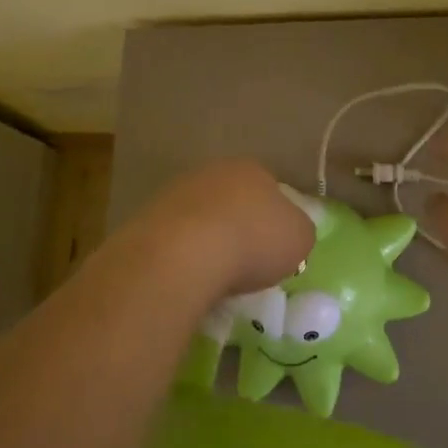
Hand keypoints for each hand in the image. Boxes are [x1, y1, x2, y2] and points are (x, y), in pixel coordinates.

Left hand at [117, 159, 313, 301]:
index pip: (270, 189)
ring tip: (216, 277)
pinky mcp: (147, 218)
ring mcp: (176, 192)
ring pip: (201, 218)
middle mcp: (213, 172)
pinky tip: (189, 279)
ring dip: (208, 242)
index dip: (275, 220)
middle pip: (233, 201)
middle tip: (246, 264)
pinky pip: (175, 240)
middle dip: (239, 228)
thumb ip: (298, 231)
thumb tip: (290, 233)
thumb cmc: (254, 241)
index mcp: (253, 169)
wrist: (184, 253)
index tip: (275, 249)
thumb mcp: (300, 239)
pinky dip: (183, 257)